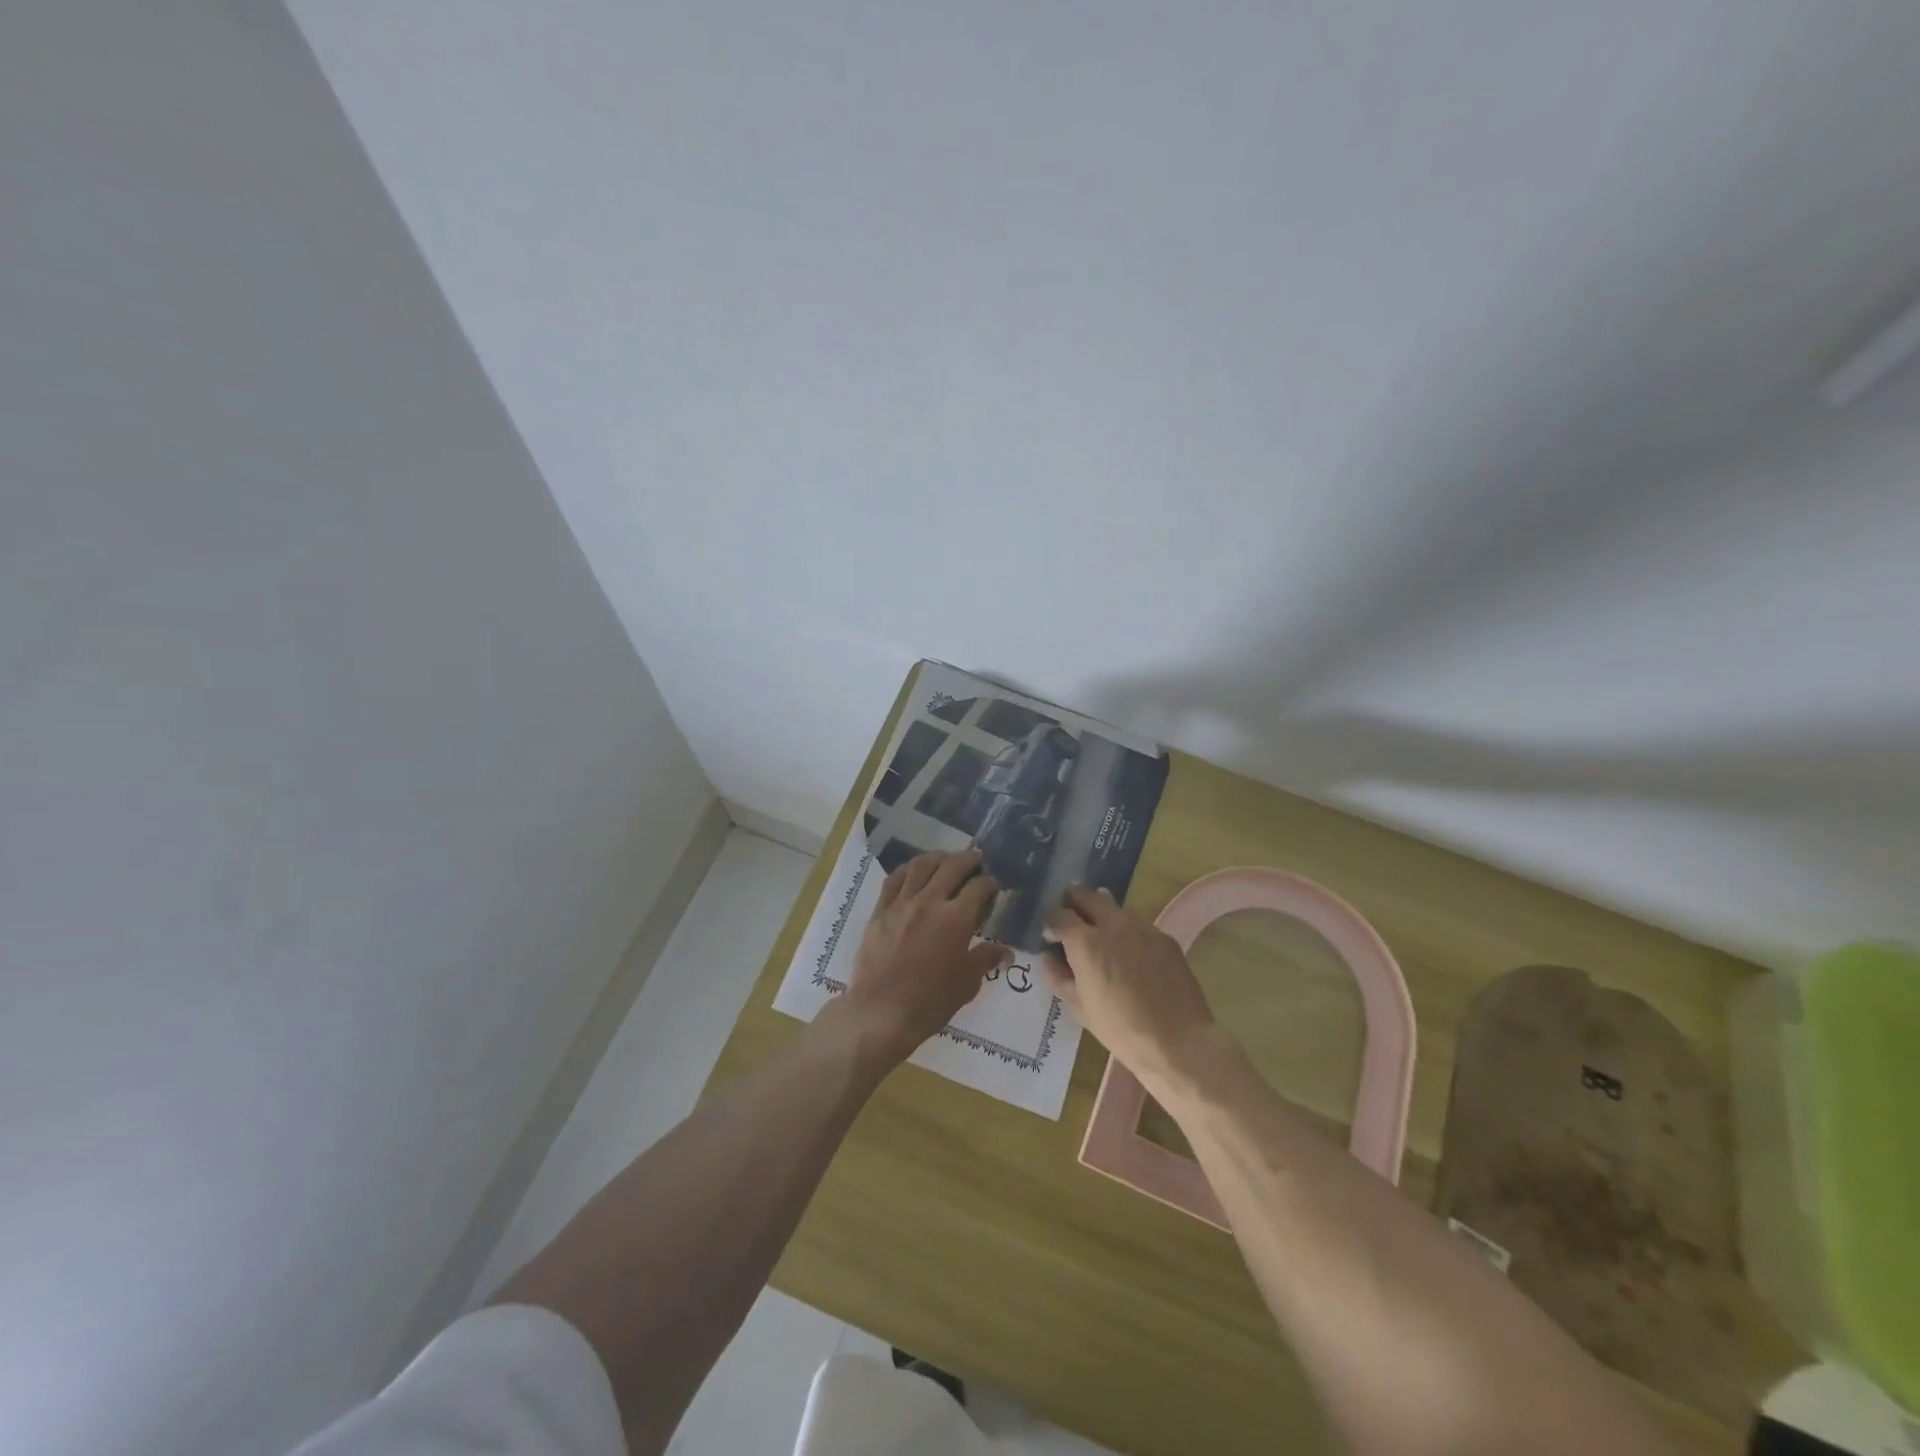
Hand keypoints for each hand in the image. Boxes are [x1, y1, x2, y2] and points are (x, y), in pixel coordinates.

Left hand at [841, 848, 1008, 1064]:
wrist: (881, 1012)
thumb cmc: (930, 1001)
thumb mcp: (967, 983)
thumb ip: (985, 959)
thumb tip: (1005, 951)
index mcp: (956, 918)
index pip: (979, 887)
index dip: (990, 883)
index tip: (993, 887)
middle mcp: (930, 901)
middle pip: (952, 866)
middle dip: (969, 859)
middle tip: (976, 859)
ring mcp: (901, 903)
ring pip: (921, 865)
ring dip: (938, 857)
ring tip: (946, 858)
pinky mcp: (880, 910)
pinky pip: (894, 879)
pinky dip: (908, 869)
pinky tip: (914, 870)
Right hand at [1043, 885, 1217, 1092]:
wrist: (1178, 1042)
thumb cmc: (1121, 1029)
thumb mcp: (1080, 1008)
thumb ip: (1059, 977)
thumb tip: (1048, 958)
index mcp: (1086, 941)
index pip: (1059, 914)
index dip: (1051, 923)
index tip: (1051, 937)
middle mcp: (1113, 924)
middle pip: (1086, 895)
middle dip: (1074, 903)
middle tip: (1072, 922)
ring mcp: (1142, 927)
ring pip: (1114, 907)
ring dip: (1102, 915)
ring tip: (1103, 940)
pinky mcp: (1165, 937)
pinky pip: (1138, 925)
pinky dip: (1127, 932)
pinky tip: (1131, 956)